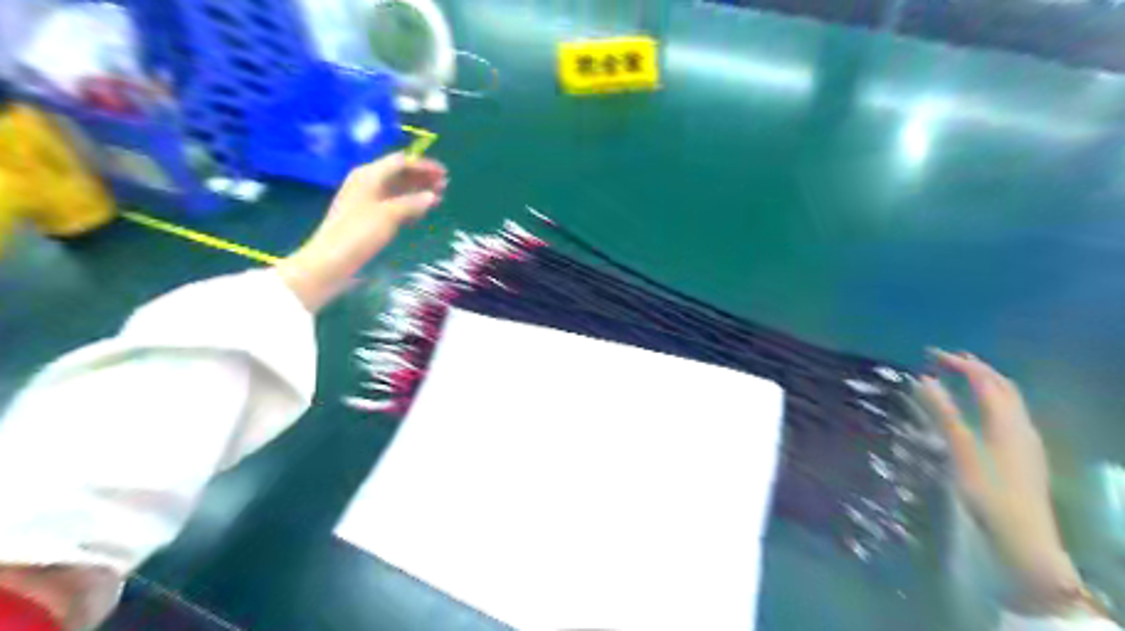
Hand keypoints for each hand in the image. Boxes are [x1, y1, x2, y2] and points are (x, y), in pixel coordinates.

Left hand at [274, 153, 447, 309]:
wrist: (331, 260)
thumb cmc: (359, 233)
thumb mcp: (389, 215)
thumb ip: (413, 203)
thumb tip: (432, 196)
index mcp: (369, 175)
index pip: (401, 161)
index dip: (424, 165)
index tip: (444, 173)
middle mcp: (367, 182)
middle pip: (399, 173)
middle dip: (422, 178)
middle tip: (445, 186)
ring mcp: (366, 200)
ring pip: (397, 189)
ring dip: (418, 191)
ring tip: (438, 198)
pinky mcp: (367, 216)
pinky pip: (392, 203)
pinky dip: (409, 205)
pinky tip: (421, 212)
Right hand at [913, 347, 1100, 612]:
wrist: (1022, 533)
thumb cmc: (985, 489)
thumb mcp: (959, 449)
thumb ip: (943, 412)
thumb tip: (925, 379)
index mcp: (1005, 420)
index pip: (984, 380)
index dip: (960, 363)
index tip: (931, 354)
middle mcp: (1020, 424)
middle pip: (1003, 386)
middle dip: (976, 368)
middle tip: (947, 359)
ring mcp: (1026, 439)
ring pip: (1009, 400)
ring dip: (986, 382)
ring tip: (962, 377)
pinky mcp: (1025, 453)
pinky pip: (1009, 413)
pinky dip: (992, 399)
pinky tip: (979, 409)